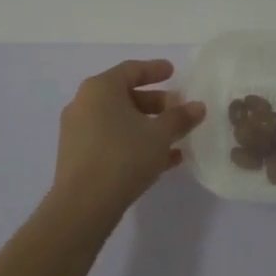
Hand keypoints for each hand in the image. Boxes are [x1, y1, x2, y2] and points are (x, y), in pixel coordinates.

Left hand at [49, 59, 204, 223]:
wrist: (83, 206)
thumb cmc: (123, 157)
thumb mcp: (159, 135)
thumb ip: (180, 117)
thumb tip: (197, 106)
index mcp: (101, 88)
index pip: (131, 70)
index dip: (155, 70)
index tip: (173, 71)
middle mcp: (84, 103)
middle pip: (124, 95)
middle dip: (155, 102)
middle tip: (178, 108)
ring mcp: (78, 130)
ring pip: (118, 120)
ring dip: (147, 125)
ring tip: (175, 136)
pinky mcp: (77, 155)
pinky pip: (111, 139)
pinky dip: (134, 142)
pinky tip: (162, 159)